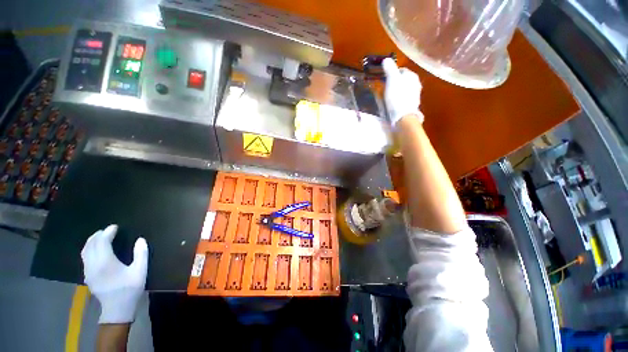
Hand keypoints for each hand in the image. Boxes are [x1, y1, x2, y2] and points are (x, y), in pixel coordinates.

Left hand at [81, 224, 147, 323]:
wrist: (117, 309)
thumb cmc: (130, 289)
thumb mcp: (140, 271)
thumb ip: (141, 254)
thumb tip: (140, 239)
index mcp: (106, 263)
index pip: (101, 242)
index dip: (107, 232)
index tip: (115, 227)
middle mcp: (93, 265)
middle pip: (90, 245)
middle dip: (97, 235)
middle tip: (107, 230)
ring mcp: (88, 271)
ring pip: (85, 251)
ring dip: (91, 242)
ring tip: (100, 237)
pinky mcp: (87, 276)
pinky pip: (84, 258)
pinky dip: (89, 250)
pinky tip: (96, 251)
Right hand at [382, 58, 422, 125]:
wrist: (403, 115)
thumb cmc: (397, 96)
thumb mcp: (392, 80)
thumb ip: (390, 69)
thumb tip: (386, 59)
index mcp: (412, 75)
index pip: (401, 70)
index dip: (392, 73)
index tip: (384, 79)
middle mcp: (417, 83)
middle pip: (403, 80)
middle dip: (395, 82)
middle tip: (386, 88)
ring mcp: (416, 95)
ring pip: (405, 89)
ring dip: (398, 91)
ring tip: (389, 96)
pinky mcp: (413, 105)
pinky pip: (405, 98)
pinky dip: (400, 99)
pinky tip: (394, 103)